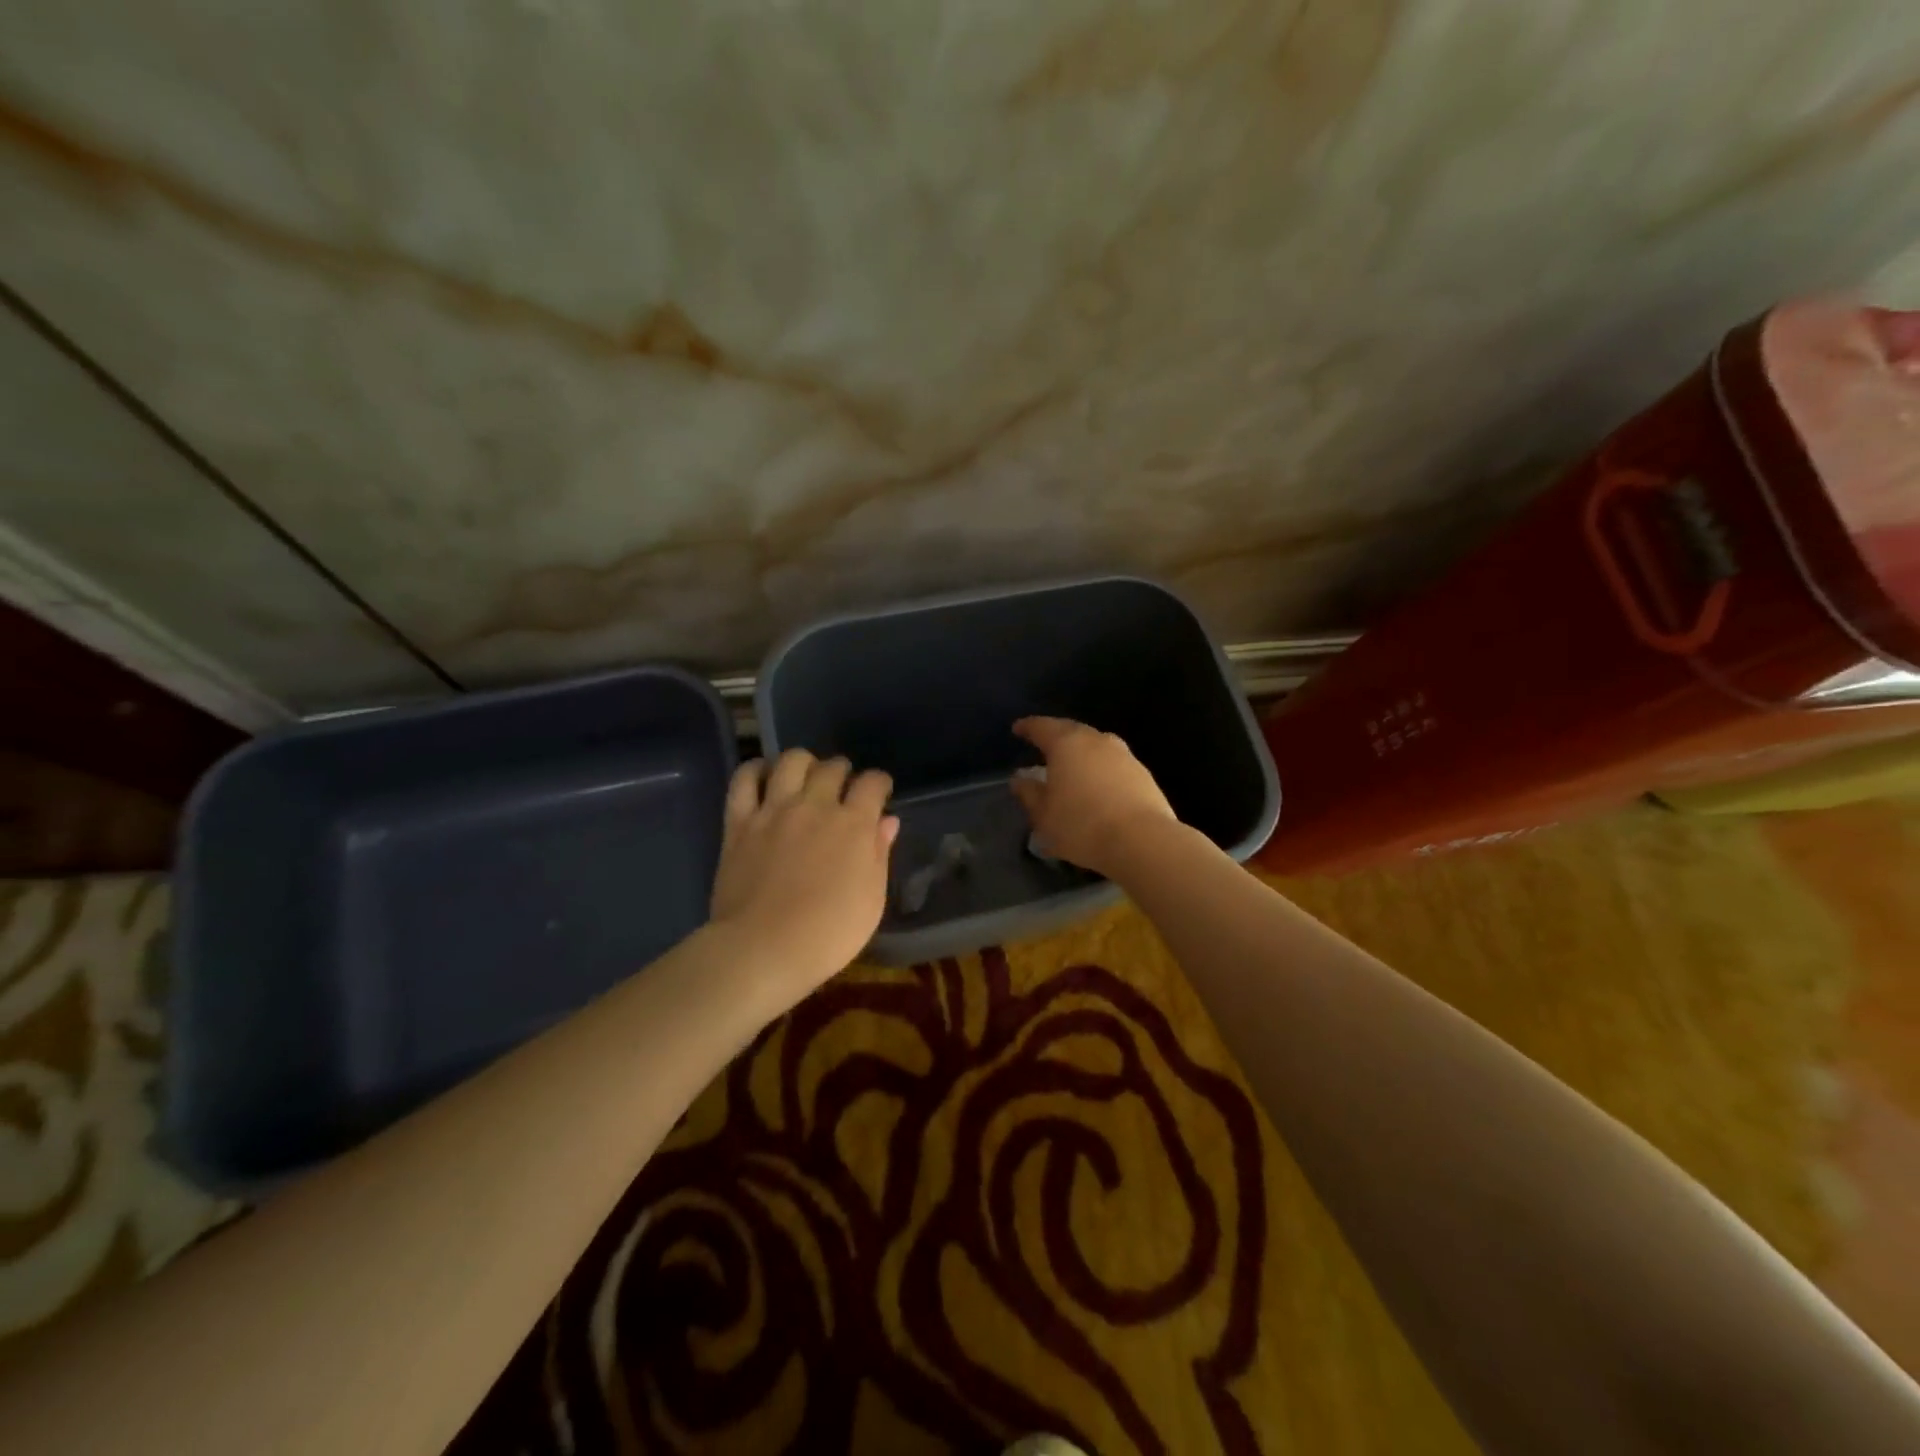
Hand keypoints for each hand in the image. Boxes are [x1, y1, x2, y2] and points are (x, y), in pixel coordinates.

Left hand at [709, 750, 898, 999]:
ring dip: (805, 763)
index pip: (873, 783)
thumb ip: (879, 854)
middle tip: (842, 789)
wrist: (763, 949)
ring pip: (792, 761)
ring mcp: (775, 810)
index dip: (880, 784)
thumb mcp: (871, 900)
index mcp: (854, 824)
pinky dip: (756, 770)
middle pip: (833, 767)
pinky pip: (744, 779)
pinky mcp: (740, 821)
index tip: (879, 793)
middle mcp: (816, 806)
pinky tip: (764, 775)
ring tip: (805, 777)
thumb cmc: (829, 934)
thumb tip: (887, 821)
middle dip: (843, 772)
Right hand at [1008, 717, 1178, 877]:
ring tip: (1070, 766)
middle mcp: (1096, 740)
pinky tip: (1096, 785)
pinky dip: (1100, 768)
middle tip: (1043, 745)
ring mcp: (1123, 755)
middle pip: (1071, 730)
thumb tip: (1020, 779)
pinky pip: (1113, 763)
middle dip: (1056, 735)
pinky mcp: (1143, 773)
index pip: (1042, 727)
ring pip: (1096, 745)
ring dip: (1081, 752)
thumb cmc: (1082, 825)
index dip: (1028, 727)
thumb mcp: (1044, 815)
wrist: (1142, 841)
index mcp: (1067, 744)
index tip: (1018, 729)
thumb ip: (1029, 794)